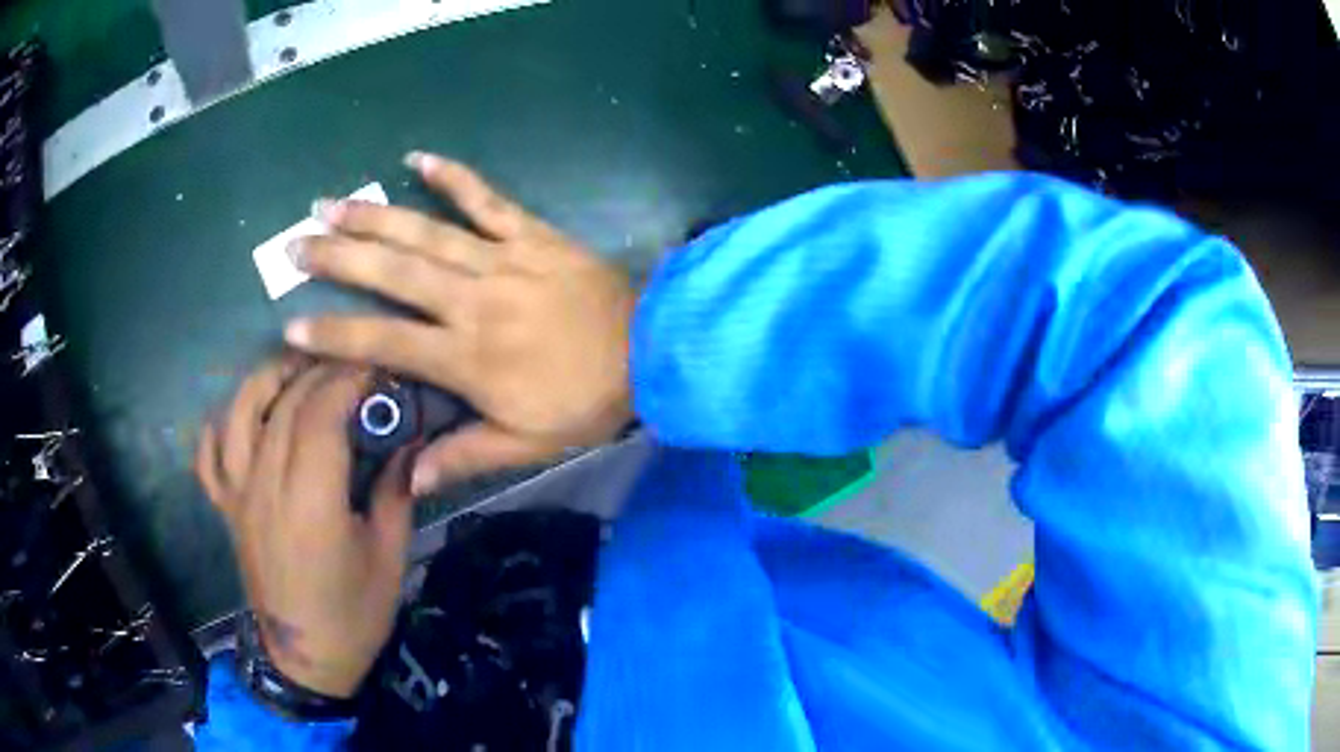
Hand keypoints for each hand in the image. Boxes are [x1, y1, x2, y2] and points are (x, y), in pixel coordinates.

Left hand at [196, 356, 412, 697]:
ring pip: (239, 413)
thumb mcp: (390, 557)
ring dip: (267, 379)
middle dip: (319, 370)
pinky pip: (209, 454)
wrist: (306, 659)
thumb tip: (409, 439)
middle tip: (349, 363)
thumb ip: (396, 492)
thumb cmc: (355, 615)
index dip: (347, 379)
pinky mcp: (226, 509)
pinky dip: (221, 424)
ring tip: (295, 367)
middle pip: (284, 404)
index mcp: (311, 504)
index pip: (320, 415)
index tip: (375, 366)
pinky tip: (243, 416)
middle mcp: (266, 488)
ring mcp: (239, 496)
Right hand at [284, 153, 635, 493]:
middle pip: (392, 273)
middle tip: (295, 244)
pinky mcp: (531, 234)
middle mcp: (472, 301)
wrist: (652, 351)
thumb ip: (465, 456)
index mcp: (466, 356)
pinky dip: (454, 176)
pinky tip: (418, 157)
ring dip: (375, 214)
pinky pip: (487, 198)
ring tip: (331, 203)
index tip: (292, 325)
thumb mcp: (527, 445)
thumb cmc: (585, 401)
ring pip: (426, 231)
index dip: (335, 336)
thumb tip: (410, 480)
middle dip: (339, 257)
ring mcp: (502, 259)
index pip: (384, 343)